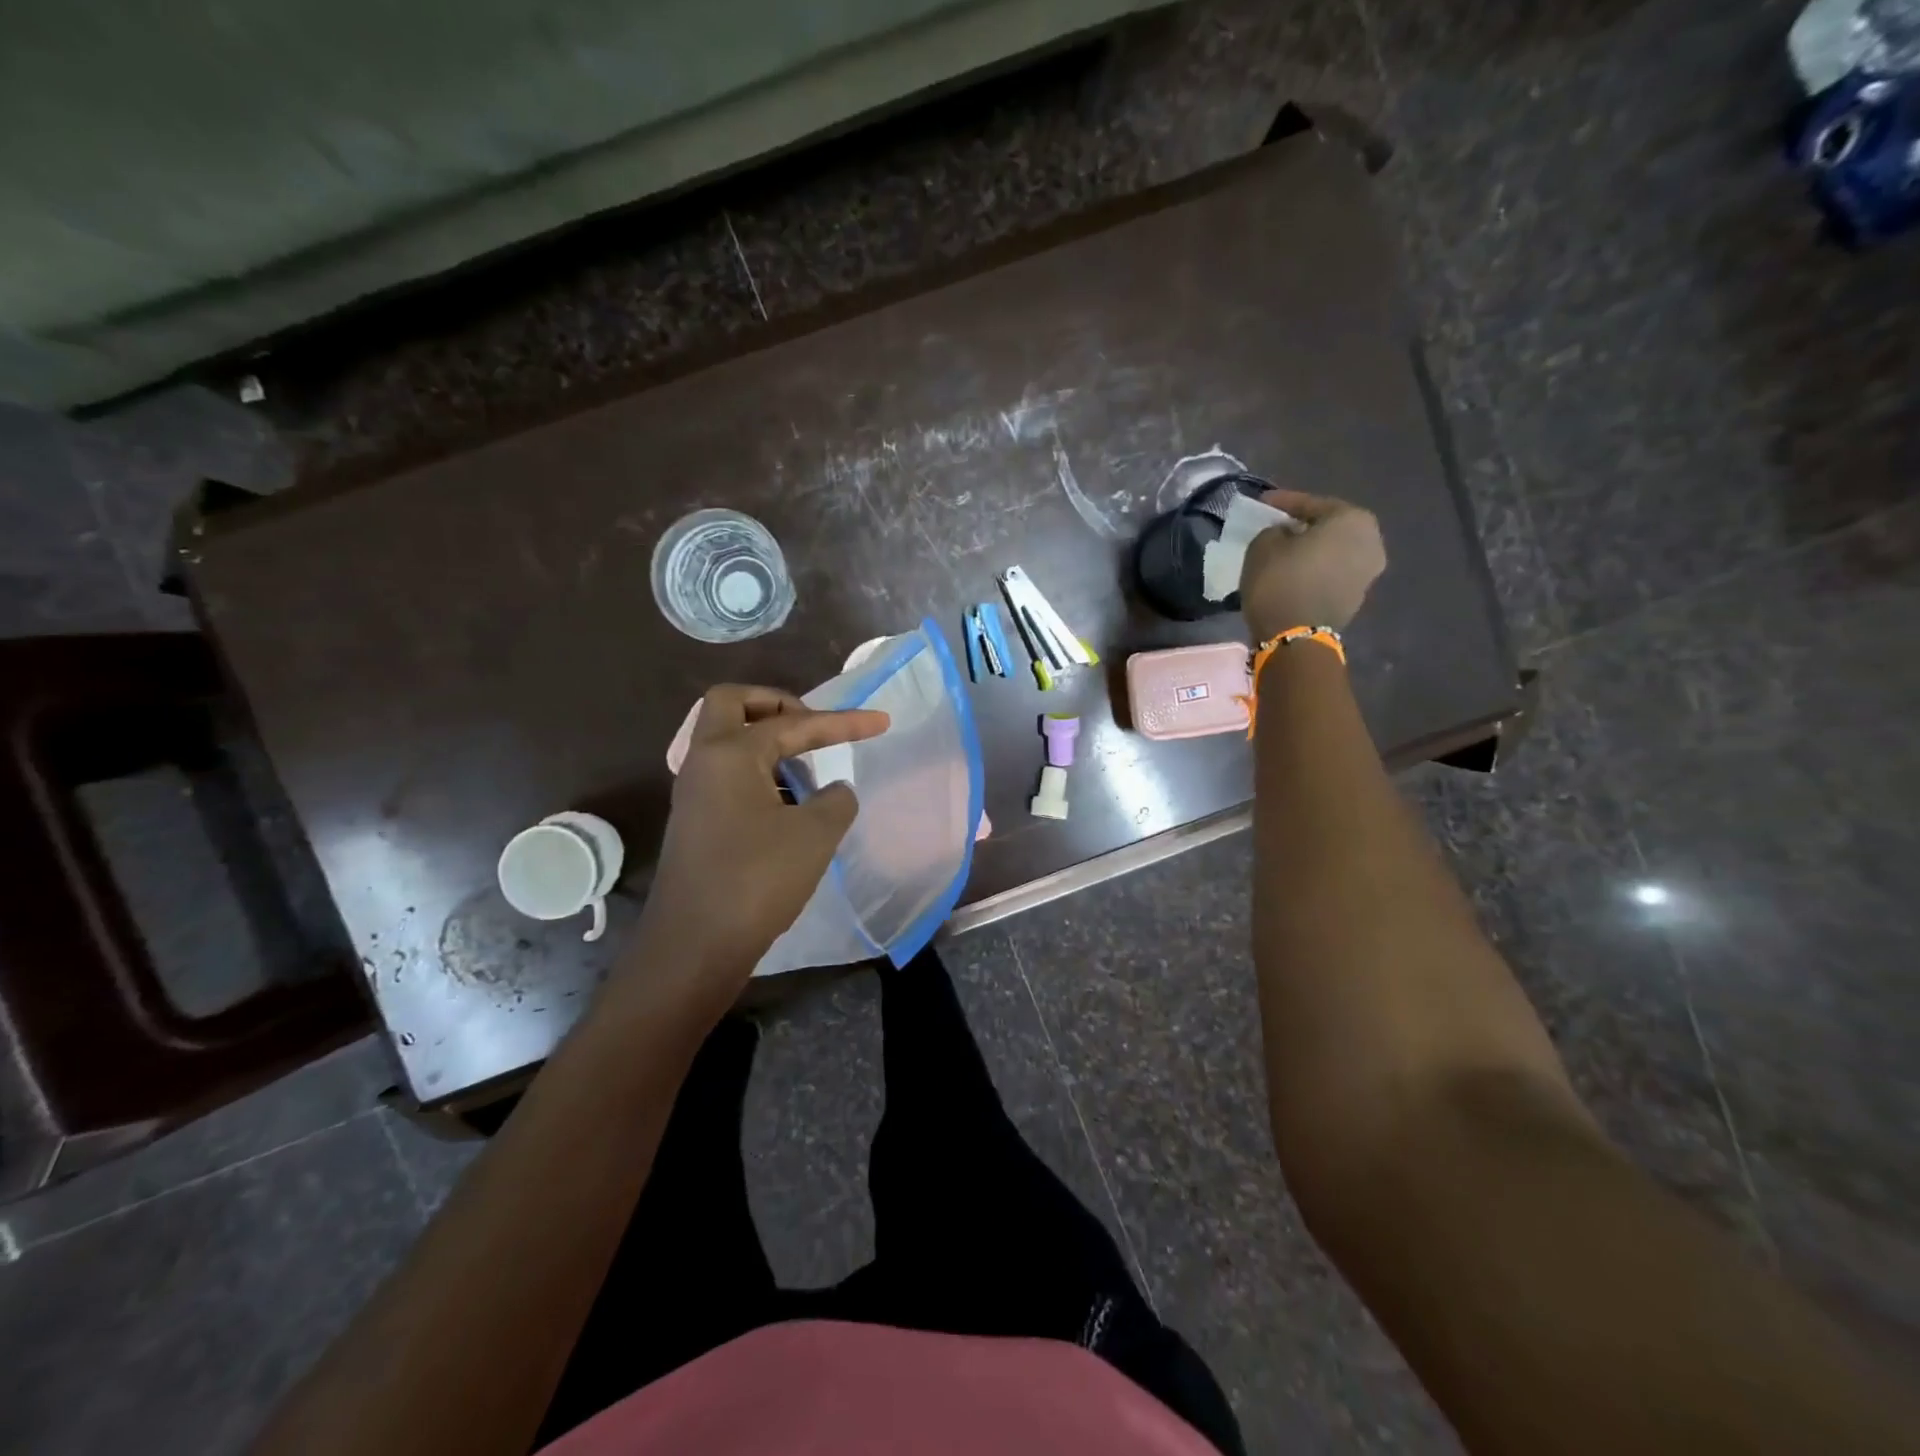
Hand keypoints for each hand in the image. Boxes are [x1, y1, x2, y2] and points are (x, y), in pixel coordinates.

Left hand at [640, 685, 888, 991]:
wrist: (694, 946)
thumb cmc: (757, 880)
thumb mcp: (815, 835)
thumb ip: (836, 800)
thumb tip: (833, 792)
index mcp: (729, 754)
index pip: (794, 724)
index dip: (842, 722)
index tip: (881, 723)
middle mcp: (703, 762)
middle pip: (732, 705)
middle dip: (777, 705)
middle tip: (811, 727)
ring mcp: (694, 793)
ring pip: (728, 743)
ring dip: (768, 745)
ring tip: (808, 778)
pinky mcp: (696, 822)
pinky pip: (728, 777)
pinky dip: (760, 776)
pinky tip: (788, 809)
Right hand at [1239, 489, 1385, 638]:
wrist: (1295, 637)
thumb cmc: (1280, 581)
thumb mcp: (1263, 545)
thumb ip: (1275, 530)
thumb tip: (1285, 535)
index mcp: (1352, 519)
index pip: (1311, 504)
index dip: (1283, 502)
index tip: (1263, 503)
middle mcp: (1371, 541)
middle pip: (1329, 527)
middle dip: (1304, 526)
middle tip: (1278, 526)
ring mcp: (1368, 572)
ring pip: (1333, 551)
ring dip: (1311, 550)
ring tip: (1285, 552)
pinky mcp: (1357, 597)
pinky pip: (1333, 572)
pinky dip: (1315, 569)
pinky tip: (1294, 572)